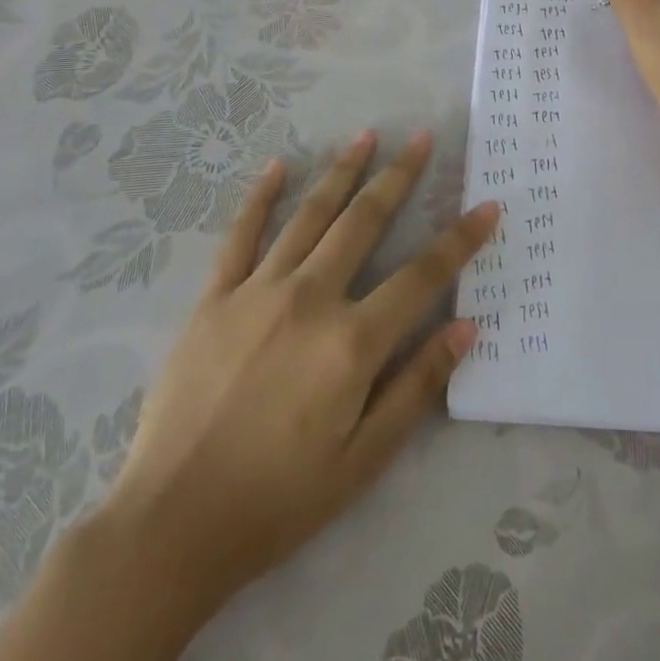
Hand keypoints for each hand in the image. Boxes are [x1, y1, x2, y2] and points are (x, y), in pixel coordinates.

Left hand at [100, 131, 498, 627]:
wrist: (171, 524)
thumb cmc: (279, 499)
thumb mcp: (364, 459)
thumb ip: (417, 387)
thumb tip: (466, 327)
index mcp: (351, 340)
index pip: (422, 276)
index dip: (460, 239)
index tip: (488, 205)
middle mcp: (310, 298)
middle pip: (364, 221)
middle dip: (399, 176)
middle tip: (421, 137)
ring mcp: (258, 291)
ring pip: (310, 214)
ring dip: (342, 171)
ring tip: (366, 135)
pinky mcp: (214, 298)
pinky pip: (241, 235)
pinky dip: (260, 197)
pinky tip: (277, 166)